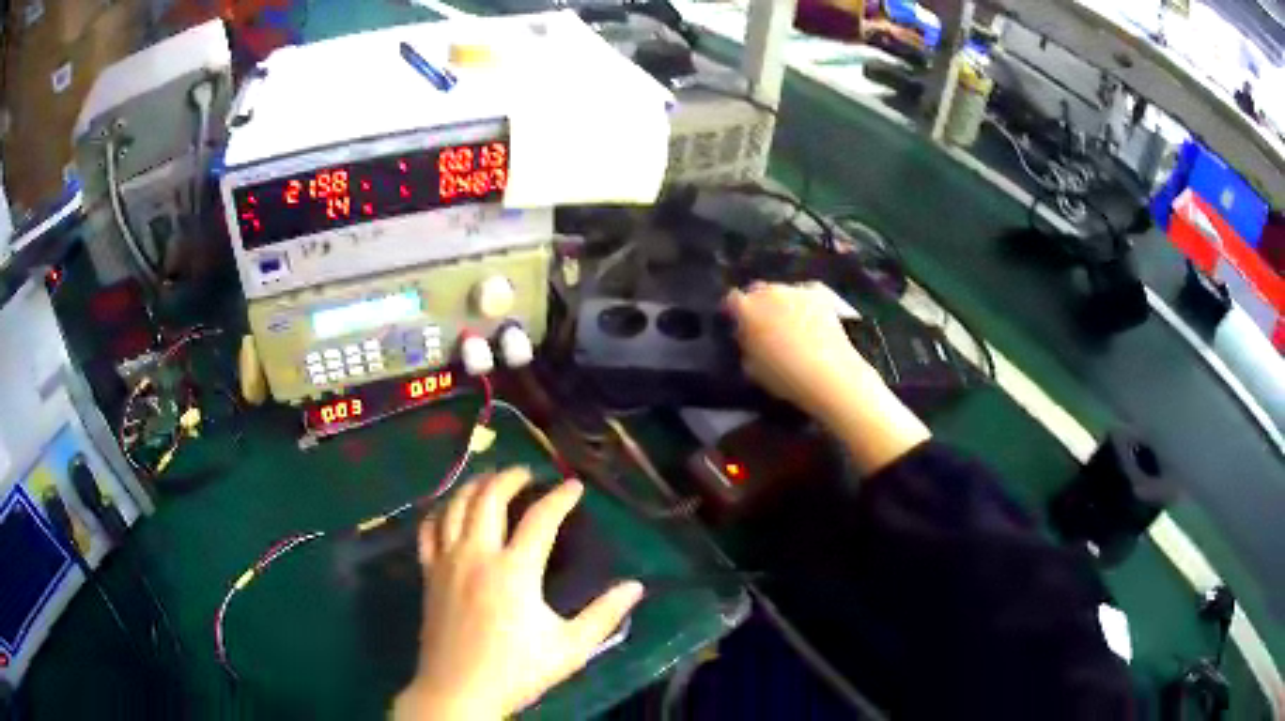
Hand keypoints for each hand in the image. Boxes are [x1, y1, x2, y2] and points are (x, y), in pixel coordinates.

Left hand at [395, 468, 643, 719]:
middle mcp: (477, 555)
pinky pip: (428, 530)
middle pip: (489, 497)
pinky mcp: (429, 574)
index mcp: (515, 571)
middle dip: (510, 477)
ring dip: (475, 485)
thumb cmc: (516, 671)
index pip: (541, 518)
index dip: (561, 497)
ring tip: (491, 480)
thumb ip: (604, 615)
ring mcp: (447, 561)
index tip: (574, 486)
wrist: (458, 690)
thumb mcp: (570, 648)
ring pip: (455, 505)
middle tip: (527, 473)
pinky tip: (449, 509)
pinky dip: (439, 511)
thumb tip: (635, 587)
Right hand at [725, 283, 877, 416]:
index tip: (736, 322)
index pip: (732, 300)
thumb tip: (747, 335)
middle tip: (763, 325)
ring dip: (781, 304)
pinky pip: (804, 295)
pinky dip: (803, 304)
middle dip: (757, 305)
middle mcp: (769, 292)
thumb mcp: (751, 367)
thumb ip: (745, 344)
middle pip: (758, 291)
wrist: (828, 373)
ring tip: (789, 324)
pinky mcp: (820, 294)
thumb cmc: (784, 376)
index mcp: (747, 309)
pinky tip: (810, 320)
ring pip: (782, 292)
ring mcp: (796, 289)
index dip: (732, 311)